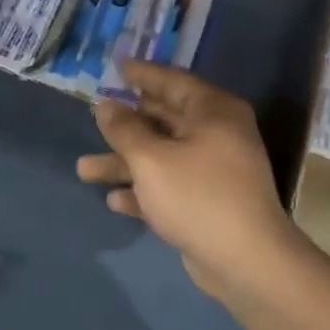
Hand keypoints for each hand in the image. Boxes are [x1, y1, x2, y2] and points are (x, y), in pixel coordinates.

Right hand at [77, 61, 305, 312]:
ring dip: (124, 163)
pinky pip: (169, 186)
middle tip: (93, 116)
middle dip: (124, 125)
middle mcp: (216, 134)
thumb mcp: (151, 158)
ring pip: (161, 157)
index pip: (172, 81)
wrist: (246, 262)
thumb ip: (124, 129)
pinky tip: (114, 201)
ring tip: (83, 170)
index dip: (141, 74)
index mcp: (213, 112)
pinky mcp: (208, 203)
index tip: (115, 67)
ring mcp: (213, 170)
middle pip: (163, 120)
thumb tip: (105, 105)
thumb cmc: (197, 196)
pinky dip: (143, 191)